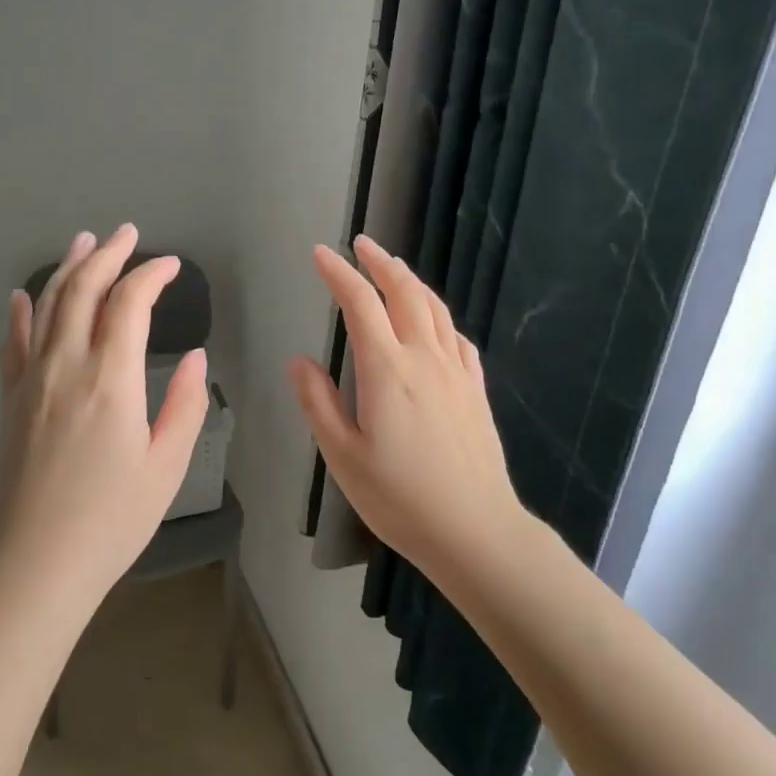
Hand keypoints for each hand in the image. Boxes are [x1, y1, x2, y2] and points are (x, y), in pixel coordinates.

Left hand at [0, 224, 208, 613]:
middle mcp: (66, 367)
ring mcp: (31, 381)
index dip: (151, 276)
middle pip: (83, 291)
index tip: (172, 266)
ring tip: (84, 242)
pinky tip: (23, 296)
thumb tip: (193, 357)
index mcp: (110, 381)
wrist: (37, 564)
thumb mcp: (166, 466)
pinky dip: (21, 313)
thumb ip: (184, 405)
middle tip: (127, 233)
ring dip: (68, 269)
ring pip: (47, 307)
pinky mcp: (11, 400)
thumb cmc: (113, 520)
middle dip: (108, 255)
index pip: (129, 304)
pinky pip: (12, 343)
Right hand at [290, 235, 523, 577]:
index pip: (360, 304)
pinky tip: (435, 321)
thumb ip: (317, 402)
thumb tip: (299, 360)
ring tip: (394, 267)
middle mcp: (424, 358)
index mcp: (387, 370)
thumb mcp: (343, 456)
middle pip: (404, 293)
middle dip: (380, 263)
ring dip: (411, 281)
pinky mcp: (475, 390)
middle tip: (362, 244)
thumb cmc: (400, 498)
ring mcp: (456, 372)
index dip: (338, 273)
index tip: (321, 253)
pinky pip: (457, 337)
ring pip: (434, 309)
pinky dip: (440, 316)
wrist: (476, 531)